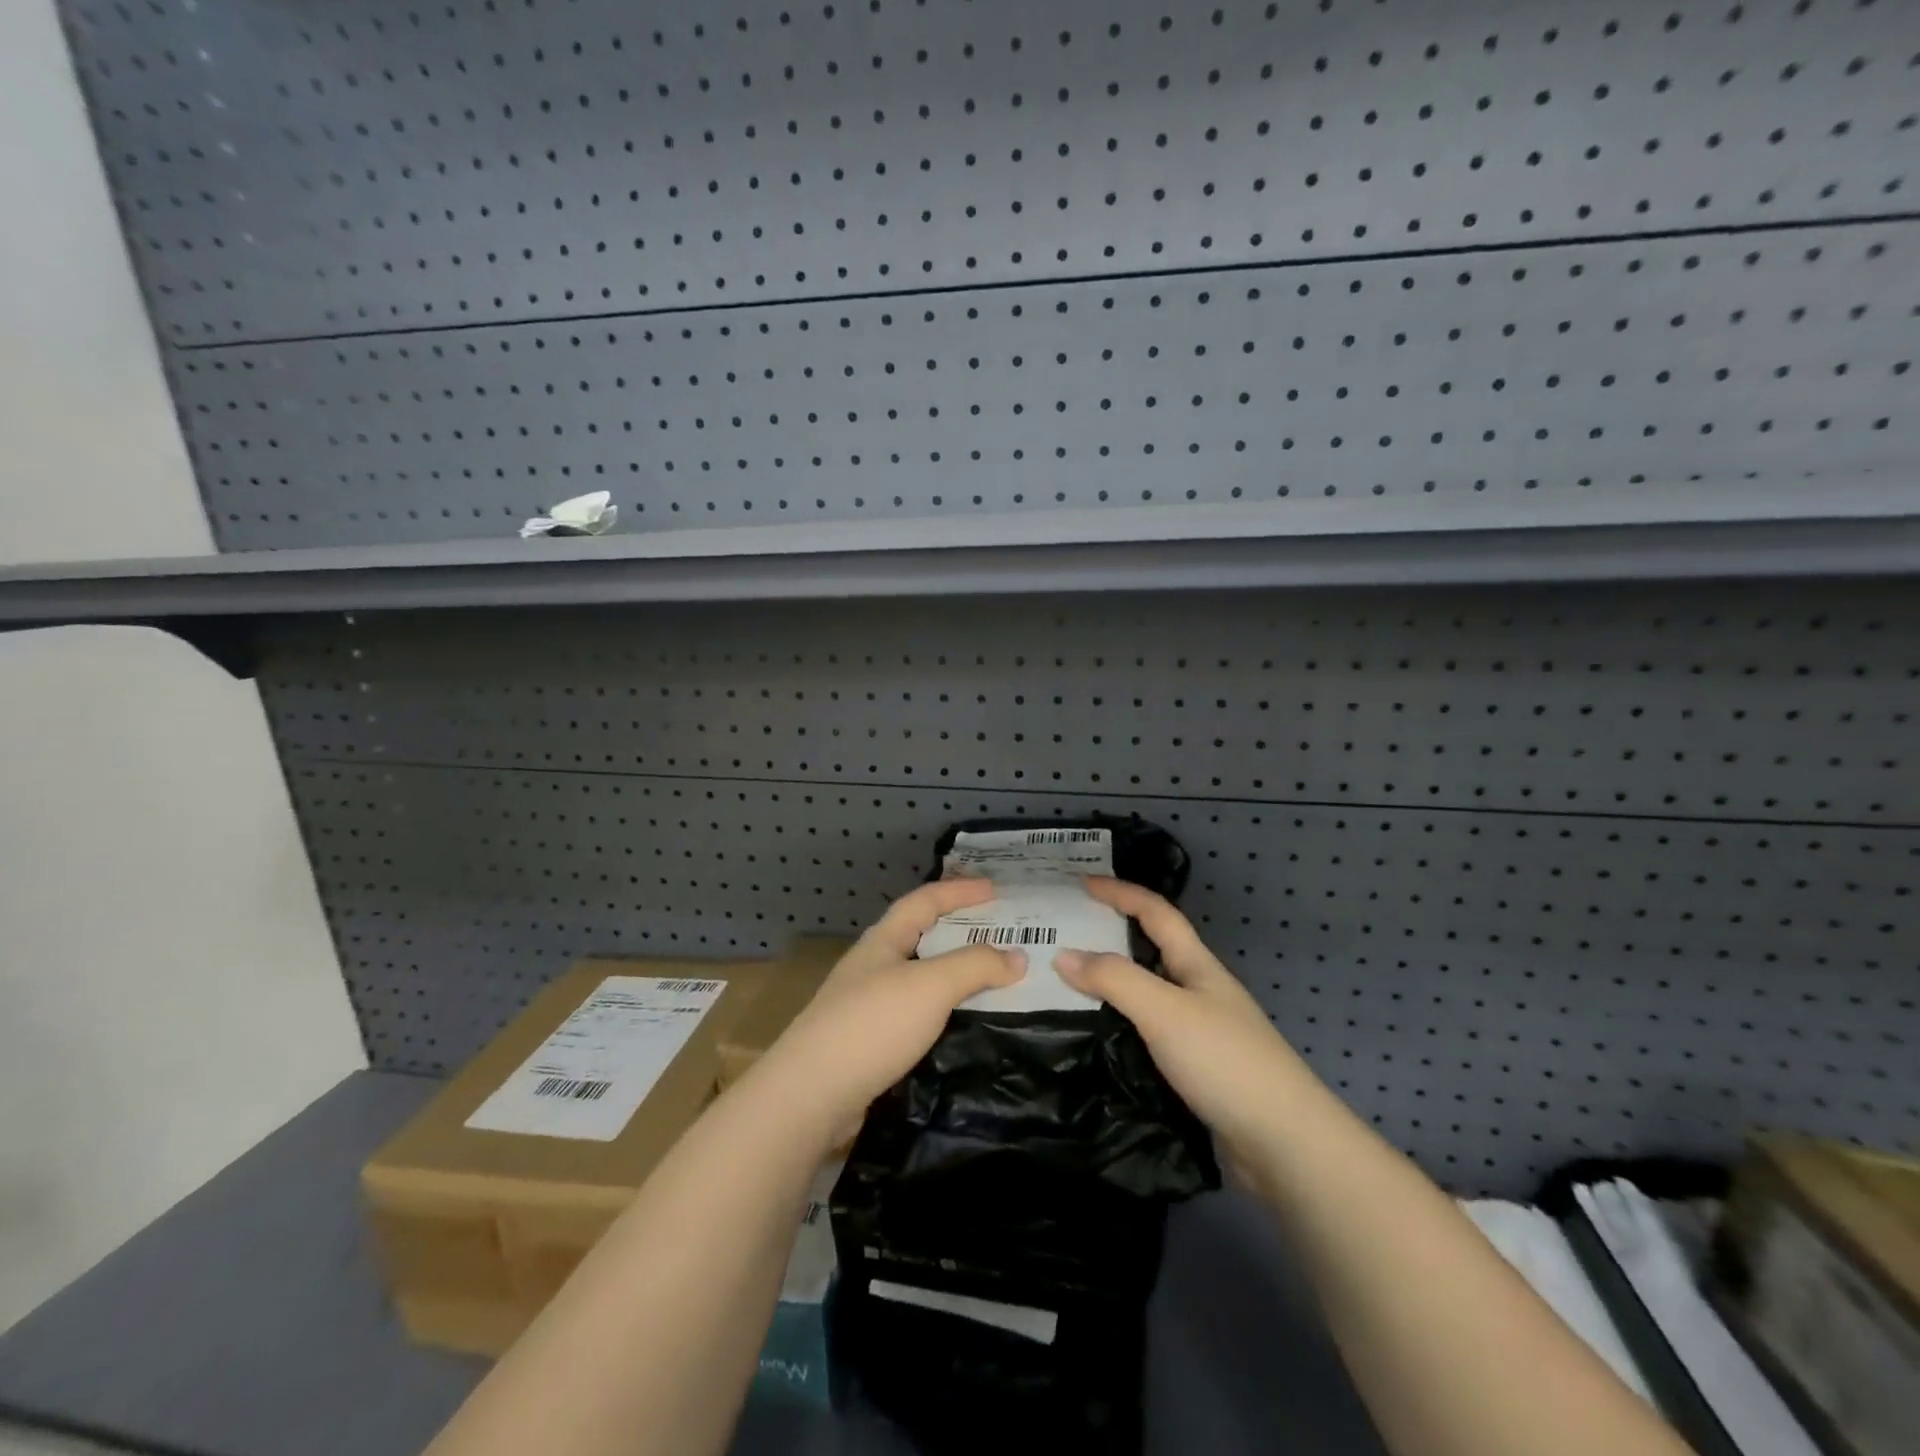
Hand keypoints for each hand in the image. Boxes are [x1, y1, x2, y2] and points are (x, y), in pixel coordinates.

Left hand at [751, 878, 1025, 1147]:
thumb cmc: (872, 1024)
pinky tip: (961, 1024)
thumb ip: (975, 966)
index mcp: (883, 940)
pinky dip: (943, 1008)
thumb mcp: (931, 986)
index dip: (960, 891)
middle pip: (921, 935)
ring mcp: (867, 1004)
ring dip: (954, 972)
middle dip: (960, 930)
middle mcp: (873, 965)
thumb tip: (1019, 957)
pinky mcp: (869, 1041)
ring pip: (920, 976)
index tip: (996, 890)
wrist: (810, 1094)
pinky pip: (916, 1011)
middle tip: (1001, 934)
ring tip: (991, 980)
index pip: (925, 900)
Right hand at [1056, 877, 1303, 1166]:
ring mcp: (1200, 1031)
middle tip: (1064, 934)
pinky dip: (1119, 1022)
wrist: (1285, 1145)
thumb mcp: (1165, 1010)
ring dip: (1111, 982)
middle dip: (1110, 934)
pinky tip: (1096, 1035)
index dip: (1120, 892)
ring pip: (1147, 992)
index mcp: (1197, 965)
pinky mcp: (1196, 1068)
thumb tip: (1062, 955)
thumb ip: (1114, 979)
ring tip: (1066, 983)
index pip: (1155, 912)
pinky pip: (1148, 1030)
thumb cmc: (1225, 1061)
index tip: (1080, 883)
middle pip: (1151, 949)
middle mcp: (1199, 991)